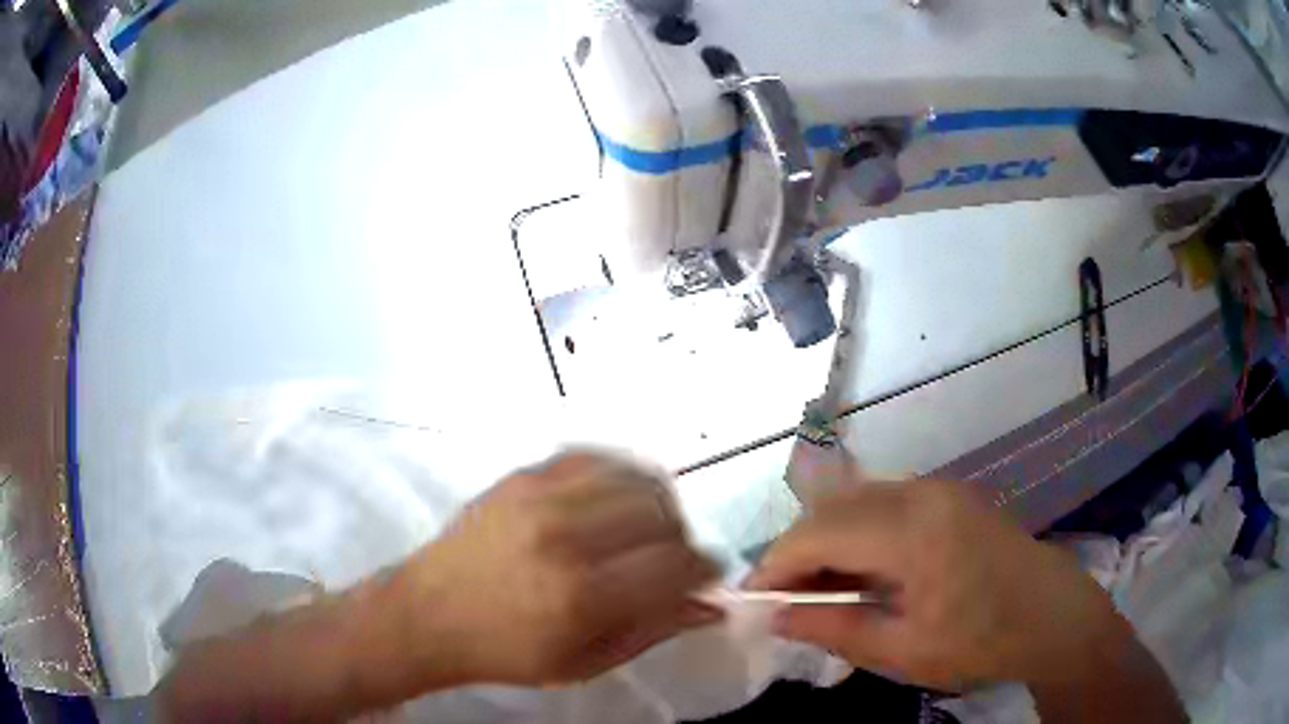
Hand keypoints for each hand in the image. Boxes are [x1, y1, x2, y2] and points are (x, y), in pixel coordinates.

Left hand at [397, 452, 720, 686]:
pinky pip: (593, 457)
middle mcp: (565, 536)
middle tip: (671, 559)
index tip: (704, 577)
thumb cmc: (505, 652)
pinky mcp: (522, 476)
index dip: (704, 569)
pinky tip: (613, 501)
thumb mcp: (584, 663)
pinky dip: (618, 476)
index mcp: (582, 596)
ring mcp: (541, 497)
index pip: (676, 563)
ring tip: (645, 530)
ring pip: (634, 476)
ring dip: (656, 503)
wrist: (427, 614)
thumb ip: (653, 630)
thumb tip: (709, 606)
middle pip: (662, 511)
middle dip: (682, 537)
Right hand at [747, 477, 1125, 691]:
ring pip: (855, 503)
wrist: (1053, 615)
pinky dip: (858, 535)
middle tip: (785, 602)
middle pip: (832, 510)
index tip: (754, 601)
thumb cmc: (982, 641)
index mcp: (911, 530)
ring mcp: (937, 489)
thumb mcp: (903, 650)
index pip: (817, 533)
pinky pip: (883, 505)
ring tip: (820, 591)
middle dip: (797, 554)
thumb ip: (834, 628)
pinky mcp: (948, 495)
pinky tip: (863, 572)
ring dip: (827, 543)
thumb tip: (777, 617)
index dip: (776, 565)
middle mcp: (920, 492)